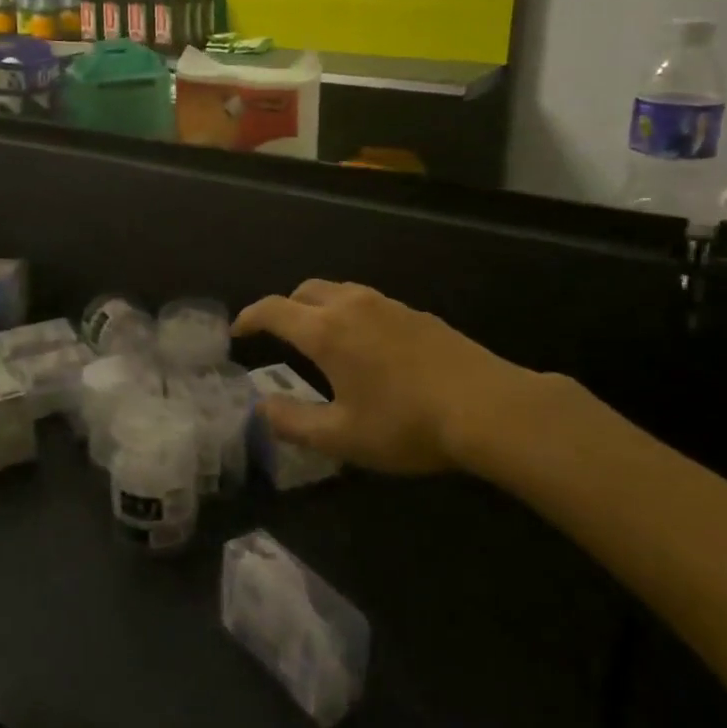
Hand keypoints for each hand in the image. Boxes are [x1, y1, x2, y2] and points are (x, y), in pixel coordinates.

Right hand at [233, 280, 552, 474]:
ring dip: (319, 307)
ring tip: (322, 338)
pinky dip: (352, 314)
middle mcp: (352, 306)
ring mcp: (388, 305)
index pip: (273, 310)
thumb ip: (294, 423)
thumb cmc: (406, 424)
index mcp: (326, 331)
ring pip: (340, 291)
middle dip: (285, 307)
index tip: (238, 331)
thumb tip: (262, 409)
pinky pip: (370, 303)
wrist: (488, 407)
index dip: (250, 317)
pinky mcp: (418, 314)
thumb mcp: (342, 437)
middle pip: (305, 291)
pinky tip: (368, 347)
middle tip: (279, 335)